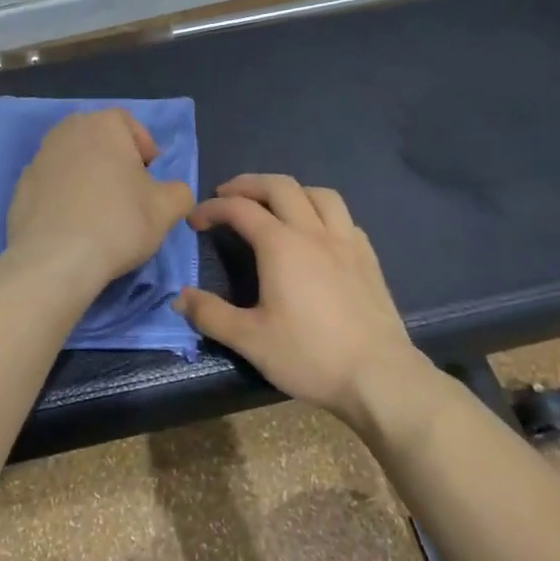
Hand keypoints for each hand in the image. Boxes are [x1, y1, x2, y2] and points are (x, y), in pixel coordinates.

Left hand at [6, 110, 195, 290]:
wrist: (55, 260)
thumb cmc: (118, 223)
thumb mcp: (167, 209)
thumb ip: (178, 191)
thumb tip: (172, 192)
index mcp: (103, 124)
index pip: (129, 124)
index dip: (145, 150)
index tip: (150, 180)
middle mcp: (66, 131)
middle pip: (98, 140)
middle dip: (115, 161)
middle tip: (128, 194)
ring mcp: (38, 158)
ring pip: (73, 161)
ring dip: (88, 178)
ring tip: (100, 213)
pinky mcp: (20, 187)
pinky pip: (51, 185)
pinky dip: (64, 198)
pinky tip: (73, 226)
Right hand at [177, 174, 418, 422]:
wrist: (380, 376)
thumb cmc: (310, 355)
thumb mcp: (250, 340)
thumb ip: (211, 315)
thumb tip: (179, 299)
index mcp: (281, 245)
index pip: (240, 209)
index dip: (212, 208)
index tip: (195, 220)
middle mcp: (313, 232)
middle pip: (280, 186)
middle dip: (248, 184)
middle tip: (227, 195)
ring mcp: (346, 242)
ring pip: (318, 193)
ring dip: (290, 190)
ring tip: (274, 204)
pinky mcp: (368, 258)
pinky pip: (344, 217)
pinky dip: (322, 212)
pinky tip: (317, 232)